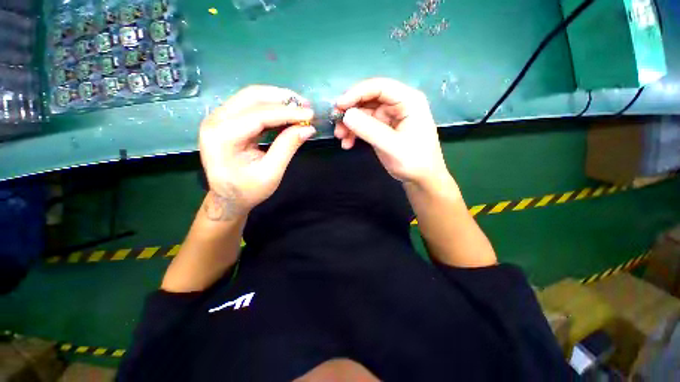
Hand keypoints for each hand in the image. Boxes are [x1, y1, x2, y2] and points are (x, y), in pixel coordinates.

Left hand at [199, 85, 314, 220]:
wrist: (227, 198)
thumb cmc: (248, 191)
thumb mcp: (271, 173)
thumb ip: (288, 147)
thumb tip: (308, 129)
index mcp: (222, 136)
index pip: (259, 115)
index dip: (287, 113)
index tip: (310, 113)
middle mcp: (215, 121)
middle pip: (252, 97)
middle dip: (282, 98)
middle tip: (306, 104)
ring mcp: (219, 118)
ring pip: (251, 97)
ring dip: (277, 99)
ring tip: (300, 106)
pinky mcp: (227, 120)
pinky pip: (251, 106)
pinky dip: (271, 107)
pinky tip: (287, 113)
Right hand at [334, 78, 448, 186]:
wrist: (421, 179)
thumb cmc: (414, 161)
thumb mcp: (392, 146)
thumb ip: (369, 130)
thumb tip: (346, 114)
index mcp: (408, 101)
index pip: (379, 87)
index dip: (356, 93)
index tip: (339, 106)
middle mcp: (398, 104)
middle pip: (368, 99)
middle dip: (351, 112)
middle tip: (337, 126)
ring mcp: (389, 117)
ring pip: (364, 113)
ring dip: (350, 124)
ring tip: (341, 138)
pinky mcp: (382, 129)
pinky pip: (364, 125)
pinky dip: (354, 133)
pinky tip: (347, 144)